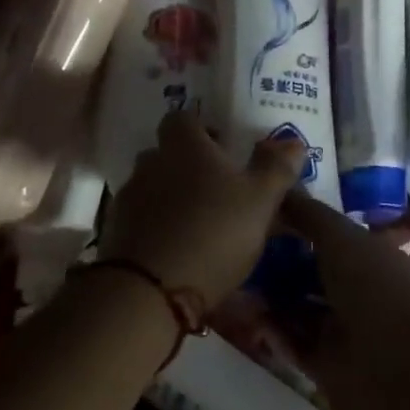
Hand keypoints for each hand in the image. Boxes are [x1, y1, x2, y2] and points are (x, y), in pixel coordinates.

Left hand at [98, 109, 304, 307]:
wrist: (149, 291)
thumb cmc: (213, 232)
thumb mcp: (260, 200)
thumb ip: (276, 168)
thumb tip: (292, 142)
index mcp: (184, 146)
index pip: (182, 118)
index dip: (200, 128)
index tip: (221, 145)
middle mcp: (151, 164)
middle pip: (166, 153)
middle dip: (187, 164)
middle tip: (216, 186)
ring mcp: (129, 199)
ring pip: (152, 187)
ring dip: (171, 197)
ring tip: (198, 221)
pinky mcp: (116, 234)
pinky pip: (141, 219)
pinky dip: (157, 226)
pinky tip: (177, 248)